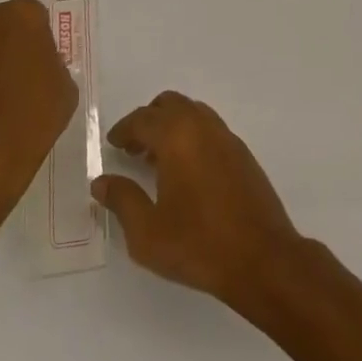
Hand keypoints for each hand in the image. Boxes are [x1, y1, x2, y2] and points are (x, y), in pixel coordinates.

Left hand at [0, 0, 75, 220]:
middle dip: (14, 43)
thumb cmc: (31, 118)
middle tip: (26, 75)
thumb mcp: (66, 89)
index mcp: (22, 15)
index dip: (41, 38)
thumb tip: (40, 67)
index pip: (35, 14)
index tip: (45, 62)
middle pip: (5, 25)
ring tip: (3, 98)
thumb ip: (55, 65)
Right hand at [91, 91, 301, 308]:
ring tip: (156, 159)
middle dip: (148, 120)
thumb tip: (101, 181)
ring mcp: (226, 136)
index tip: (113, 144)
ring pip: (192, 112)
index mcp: (177, 136)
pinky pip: (209, 128)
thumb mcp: (147, 232)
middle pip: (169, 104)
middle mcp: (202, 126)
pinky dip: (191, 135)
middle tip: (132, 148)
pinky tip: (185, 170)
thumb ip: (122, 200)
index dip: (124, 130)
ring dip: (171, 125)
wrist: (260, 256)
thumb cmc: (198, 244)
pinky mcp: (242, 152)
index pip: (143, 119)